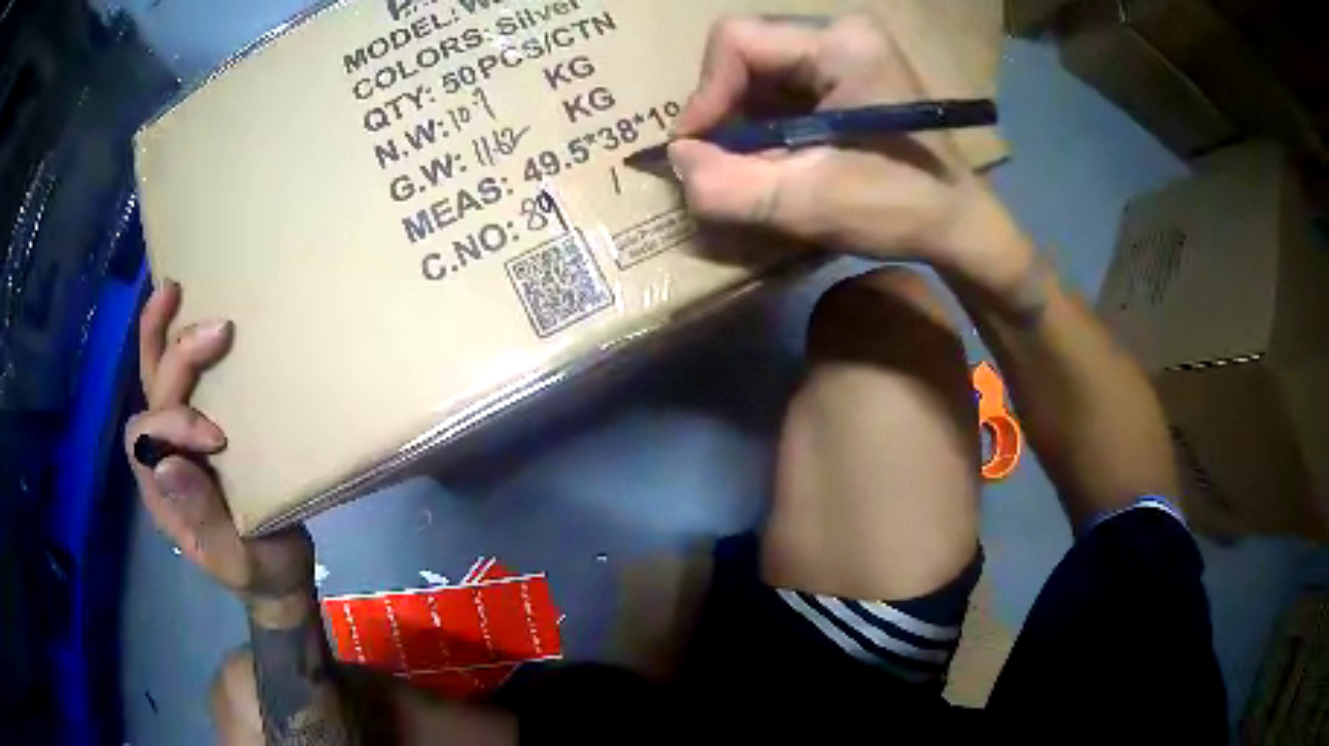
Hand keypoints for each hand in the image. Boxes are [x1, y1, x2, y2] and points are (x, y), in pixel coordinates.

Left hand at [124, 280, 313, 601]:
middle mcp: (160, 459)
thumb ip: (201, 518)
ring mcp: (178, 441)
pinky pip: (181, 383)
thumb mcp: (234, 557)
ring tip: (174, 290)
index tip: (219, 438)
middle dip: (173, 357)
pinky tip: (194, 317)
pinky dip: (178, 344)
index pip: (146, 436)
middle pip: (148, 395)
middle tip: (218, 329)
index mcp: (161, 491)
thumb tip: (166, 461)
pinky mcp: (201, 429)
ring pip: (154, 379)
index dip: (174, 423)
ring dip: (160, 333)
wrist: (275, 579)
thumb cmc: (258, 572)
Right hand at [671, 15, 1034, 294]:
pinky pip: (783, 85)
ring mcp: (848, 51)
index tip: (699, 150)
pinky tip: (776, 157)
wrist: (958, 224)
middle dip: (725, 109)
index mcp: (842, 45)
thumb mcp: (810, 203)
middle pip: (747, 52)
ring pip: (760, 69)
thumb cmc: (900, 208)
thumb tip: (676, 159)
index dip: (706, 94)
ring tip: (750, 165)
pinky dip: (765, 122)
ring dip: (743, 119)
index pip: (737, 41)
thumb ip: (730, 185)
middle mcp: (843, 34)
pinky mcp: (848, 73)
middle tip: (723, 161)